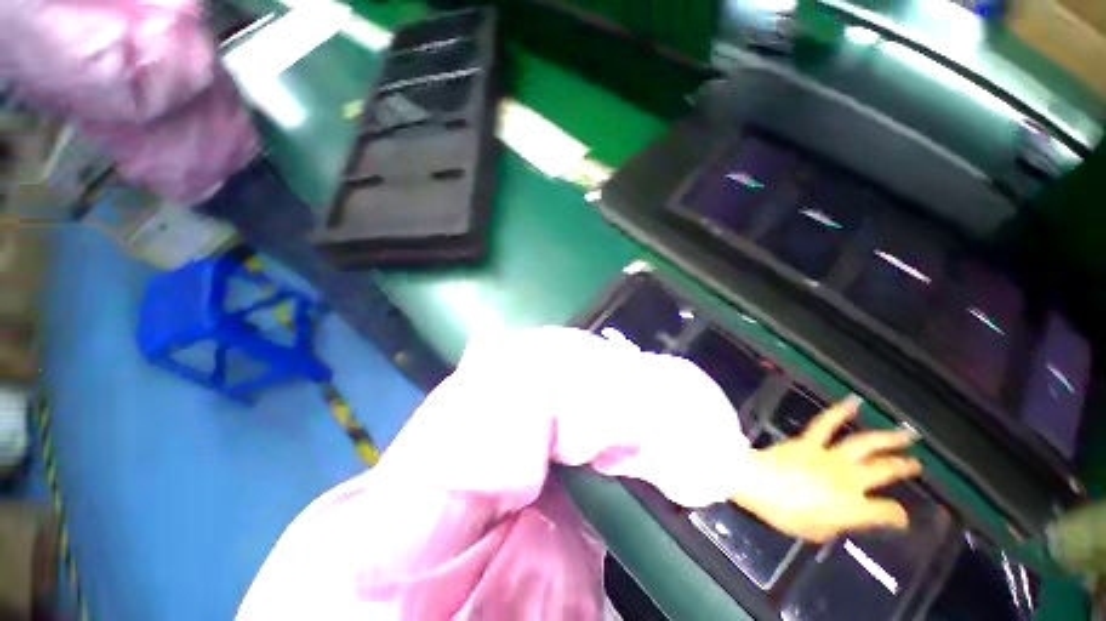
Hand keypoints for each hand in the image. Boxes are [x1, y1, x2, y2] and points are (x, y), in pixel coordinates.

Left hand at [730, 396, 921, 542]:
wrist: (757, 482)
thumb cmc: (784, 512)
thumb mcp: (814, 532)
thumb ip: (835, 525)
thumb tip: (843, 518)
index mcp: (853, 507)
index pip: (885, 512)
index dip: (896, 516)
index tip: (899, 518)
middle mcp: (848, 479)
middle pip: (883, 471)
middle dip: (902, 468)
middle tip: (915, 464)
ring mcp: (829, 456)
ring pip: (864, 444)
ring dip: (887, 439)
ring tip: (906, 434)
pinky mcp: (808, 442)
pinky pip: (825, 424)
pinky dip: (839, 412)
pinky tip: (853, 402)